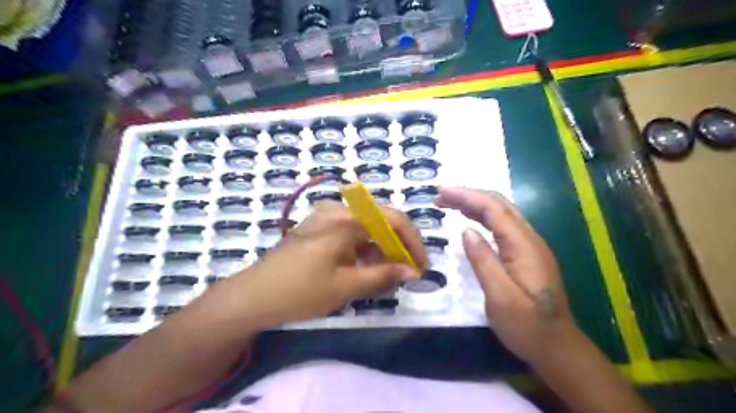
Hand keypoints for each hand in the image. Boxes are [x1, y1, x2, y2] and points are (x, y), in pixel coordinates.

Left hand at [228, 201, 429, 329]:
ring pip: (366, 228)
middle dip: (397, 247)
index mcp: (345, 219)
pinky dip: (363, 249)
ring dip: (380, 249)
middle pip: (380, 221)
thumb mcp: (345, 286)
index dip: (413, 242)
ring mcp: (324, 217)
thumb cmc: (299, 291)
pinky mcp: (317, 228)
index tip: (421, 266)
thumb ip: (383, 275)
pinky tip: (362, 269)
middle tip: (405, 273)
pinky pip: (350, 233)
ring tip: (384, 276)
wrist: (251, 297)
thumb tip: (412, 271)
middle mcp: (336, 210)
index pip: (393, 219)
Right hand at [432, 187, 583, 364]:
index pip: (494, 209)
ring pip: (502, 213)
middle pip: (499, 205)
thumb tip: (466, 231)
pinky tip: (470, 220)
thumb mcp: (500, 296)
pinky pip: (503, 226)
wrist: (557, 347)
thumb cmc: (526, 325)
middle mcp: (529, 239)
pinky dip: (484, 217)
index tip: (441, 192)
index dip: (466, 196)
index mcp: (523, 245)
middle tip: (440, 196)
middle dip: (469, 195)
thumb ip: (483, 260)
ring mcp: (530, 246)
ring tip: (449, 203)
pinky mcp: (526, 254)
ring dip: (475, 204)